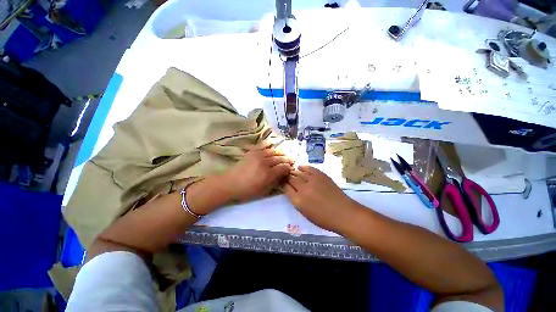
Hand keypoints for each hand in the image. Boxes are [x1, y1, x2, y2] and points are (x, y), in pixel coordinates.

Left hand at [222, 141, 293, 201]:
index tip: (290, 168)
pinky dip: (269, 143)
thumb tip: (283, 175)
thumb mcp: (263, 191)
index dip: (289, 168)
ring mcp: (258, 155)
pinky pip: (263, 144)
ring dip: (280, 152)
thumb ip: (275, 183)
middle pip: (280, 158)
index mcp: (268, 174)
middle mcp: (265, 163)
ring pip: (274, 151)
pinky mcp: (252, 151)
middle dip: (287, 159)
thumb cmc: (247, 190)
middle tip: (292, 159)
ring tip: (284, 153)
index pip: (284, 168)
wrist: (230, 183)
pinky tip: (273, 143)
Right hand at [284, 166, 358, 232]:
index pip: (286, 188)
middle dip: (287, 177)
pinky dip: (303, 167)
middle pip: (291, 179)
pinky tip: (300, 167)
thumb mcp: (305, 213)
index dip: (283, 184)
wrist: (344, 213)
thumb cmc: (324, 218)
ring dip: (294, 172)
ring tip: (291, 171)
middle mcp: (303, 189)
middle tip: (286, 176)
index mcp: (298, 201)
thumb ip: (296, 201)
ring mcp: (312, 180)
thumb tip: (291, 190)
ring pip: (299, 173)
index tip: (282, 182)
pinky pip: (309, 168)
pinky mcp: (321, 175)